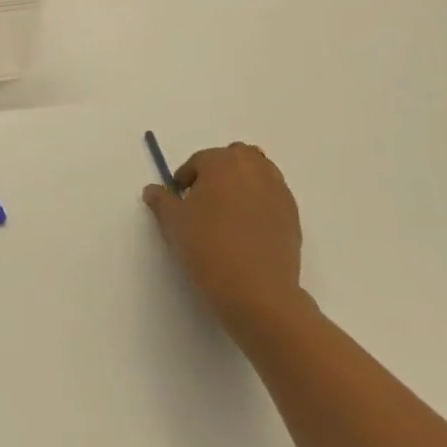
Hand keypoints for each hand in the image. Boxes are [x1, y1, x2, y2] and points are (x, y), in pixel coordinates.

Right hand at [144, 143, 307, 342]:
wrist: (257, 290)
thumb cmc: (208, 247)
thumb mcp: (174, 223)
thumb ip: (161, 200)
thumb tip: (153, 190)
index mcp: (222, 162)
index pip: (199, 160)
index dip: (185, 179)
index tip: (179, 200)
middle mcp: (254, 168)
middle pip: (235, 156)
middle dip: (219, 170)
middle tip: (205, 199)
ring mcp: (278, 190)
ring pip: (258, 173)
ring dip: (242, 183)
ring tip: (228, 212)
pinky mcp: (293, 214)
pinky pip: (273, 196)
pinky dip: (260, 202)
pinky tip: (247, 229)